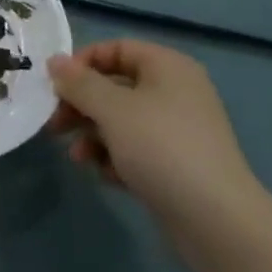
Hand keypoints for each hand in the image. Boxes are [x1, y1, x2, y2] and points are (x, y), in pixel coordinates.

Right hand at [47, 41, 266, 250]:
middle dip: (82, 106)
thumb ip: (79, 83)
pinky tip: (105, 176)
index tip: (55, 86)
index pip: (116, 49)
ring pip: (123, 121)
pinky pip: (138, 150)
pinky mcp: (178, 166)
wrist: (217, 222)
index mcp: (167, 67)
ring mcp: (179, 130)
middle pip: (116, 87)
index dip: (82, 63)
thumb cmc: (161, 148)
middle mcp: (176, 92)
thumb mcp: (112, 109)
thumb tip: (54, 61)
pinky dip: (116, 158)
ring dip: (94, 136)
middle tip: (55, 125)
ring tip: (78, 158)